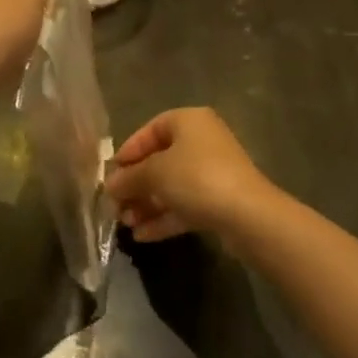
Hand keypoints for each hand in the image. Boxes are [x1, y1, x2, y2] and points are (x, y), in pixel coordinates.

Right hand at [104, 107, 279, 242]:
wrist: (248, 216)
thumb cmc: (196, 178)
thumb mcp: (155, 173)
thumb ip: (129, 177)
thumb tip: (110, 185)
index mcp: (188, 122)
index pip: (150, 130)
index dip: (128, 152)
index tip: (111, 174)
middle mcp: (202, 141)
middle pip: (160, 161)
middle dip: (135, 185)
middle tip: (115, 206)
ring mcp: (212, 172)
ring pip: (171, 186)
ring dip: (147, 204)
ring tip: (125, 224)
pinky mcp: (219, 201)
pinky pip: (185, 205)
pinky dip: (164, 217)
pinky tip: (142, 236)